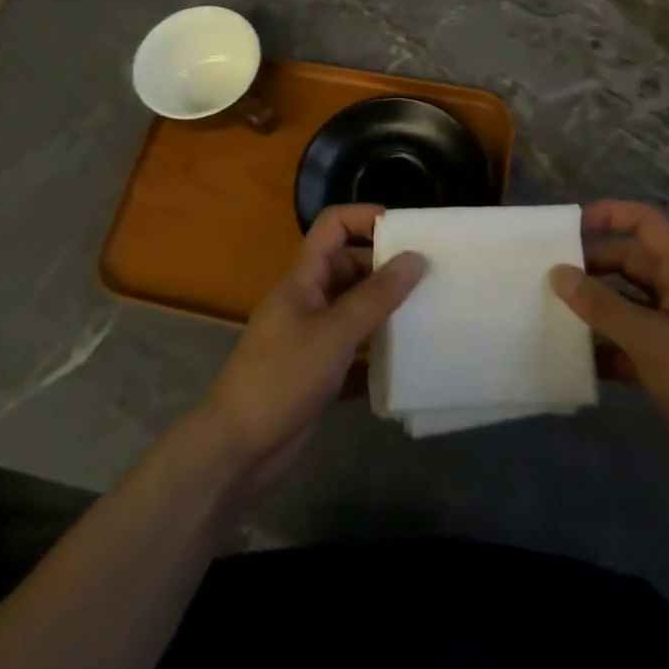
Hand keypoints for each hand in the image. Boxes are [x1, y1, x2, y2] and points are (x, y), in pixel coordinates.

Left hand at [194, 204, 425, 505]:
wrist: (238, 450)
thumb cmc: (282, 377)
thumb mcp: (334, 333)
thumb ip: (376, 296)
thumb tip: (416, 257)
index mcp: (304, 278)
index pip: (333, 226)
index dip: (365, 217)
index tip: (407, 230)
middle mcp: (308, 300)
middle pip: (350, 267)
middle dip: (386, 268)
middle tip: (430, 277)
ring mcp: (312, 337)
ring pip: (355, 310)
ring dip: (386, 311)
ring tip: (429, 314)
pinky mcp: (319, 373)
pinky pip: (356, 351)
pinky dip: (378, 354)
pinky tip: (408, 363)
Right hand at [550, 200, 668, 500]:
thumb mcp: (650, 341)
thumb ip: (602, 306)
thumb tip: (557, 272)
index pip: (647, 224)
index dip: (612, 214)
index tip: (572, 228)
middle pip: (627, 262)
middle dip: (591, 265)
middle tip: (549, 277)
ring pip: (622, 303)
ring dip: (591, 306)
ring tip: (550, 311)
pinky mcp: (663, 366)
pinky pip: (623, 342)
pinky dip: (600, 345)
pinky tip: (572, 357)